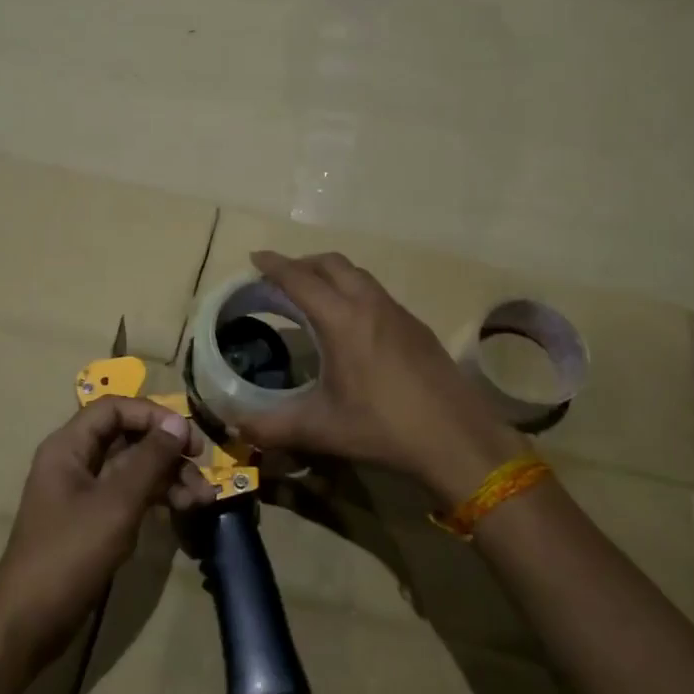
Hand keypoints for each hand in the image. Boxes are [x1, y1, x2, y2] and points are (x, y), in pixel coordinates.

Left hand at [0, 398, 203, 666]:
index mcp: (69, 447)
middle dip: (168, 451)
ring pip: (134, 468)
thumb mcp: (116, 503)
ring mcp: (85, 492)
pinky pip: (131, 494)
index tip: (187, 436)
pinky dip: (157, 498)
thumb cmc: (69, 554)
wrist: (29, 623)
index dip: (153, 415)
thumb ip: (149, 459)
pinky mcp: (95, 520)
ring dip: (169, 477)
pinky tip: (183, 510)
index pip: (115, 409)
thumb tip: (177, 422)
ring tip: (201, 499)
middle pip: (128, 437)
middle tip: (201, 468)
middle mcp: (76, 461)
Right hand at [240, 251, 528, 508]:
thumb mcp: (321, 429)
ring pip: (358, 276)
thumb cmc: (383, 428)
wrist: (456, 437)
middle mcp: (370, 304)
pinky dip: (354, 292)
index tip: (255, 257)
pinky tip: (352, 324)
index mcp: (342, 320)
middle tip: (280, 277)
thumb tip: (237, 427)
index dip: (274, 266)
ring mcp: (398, 313)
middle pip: (332, 264)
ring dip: (331, 275)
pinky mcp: (417, 327)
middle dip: (302, 263)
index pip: (300, 279)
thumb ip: (273, 426)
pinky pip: (377, 293)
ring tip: (313, 296)